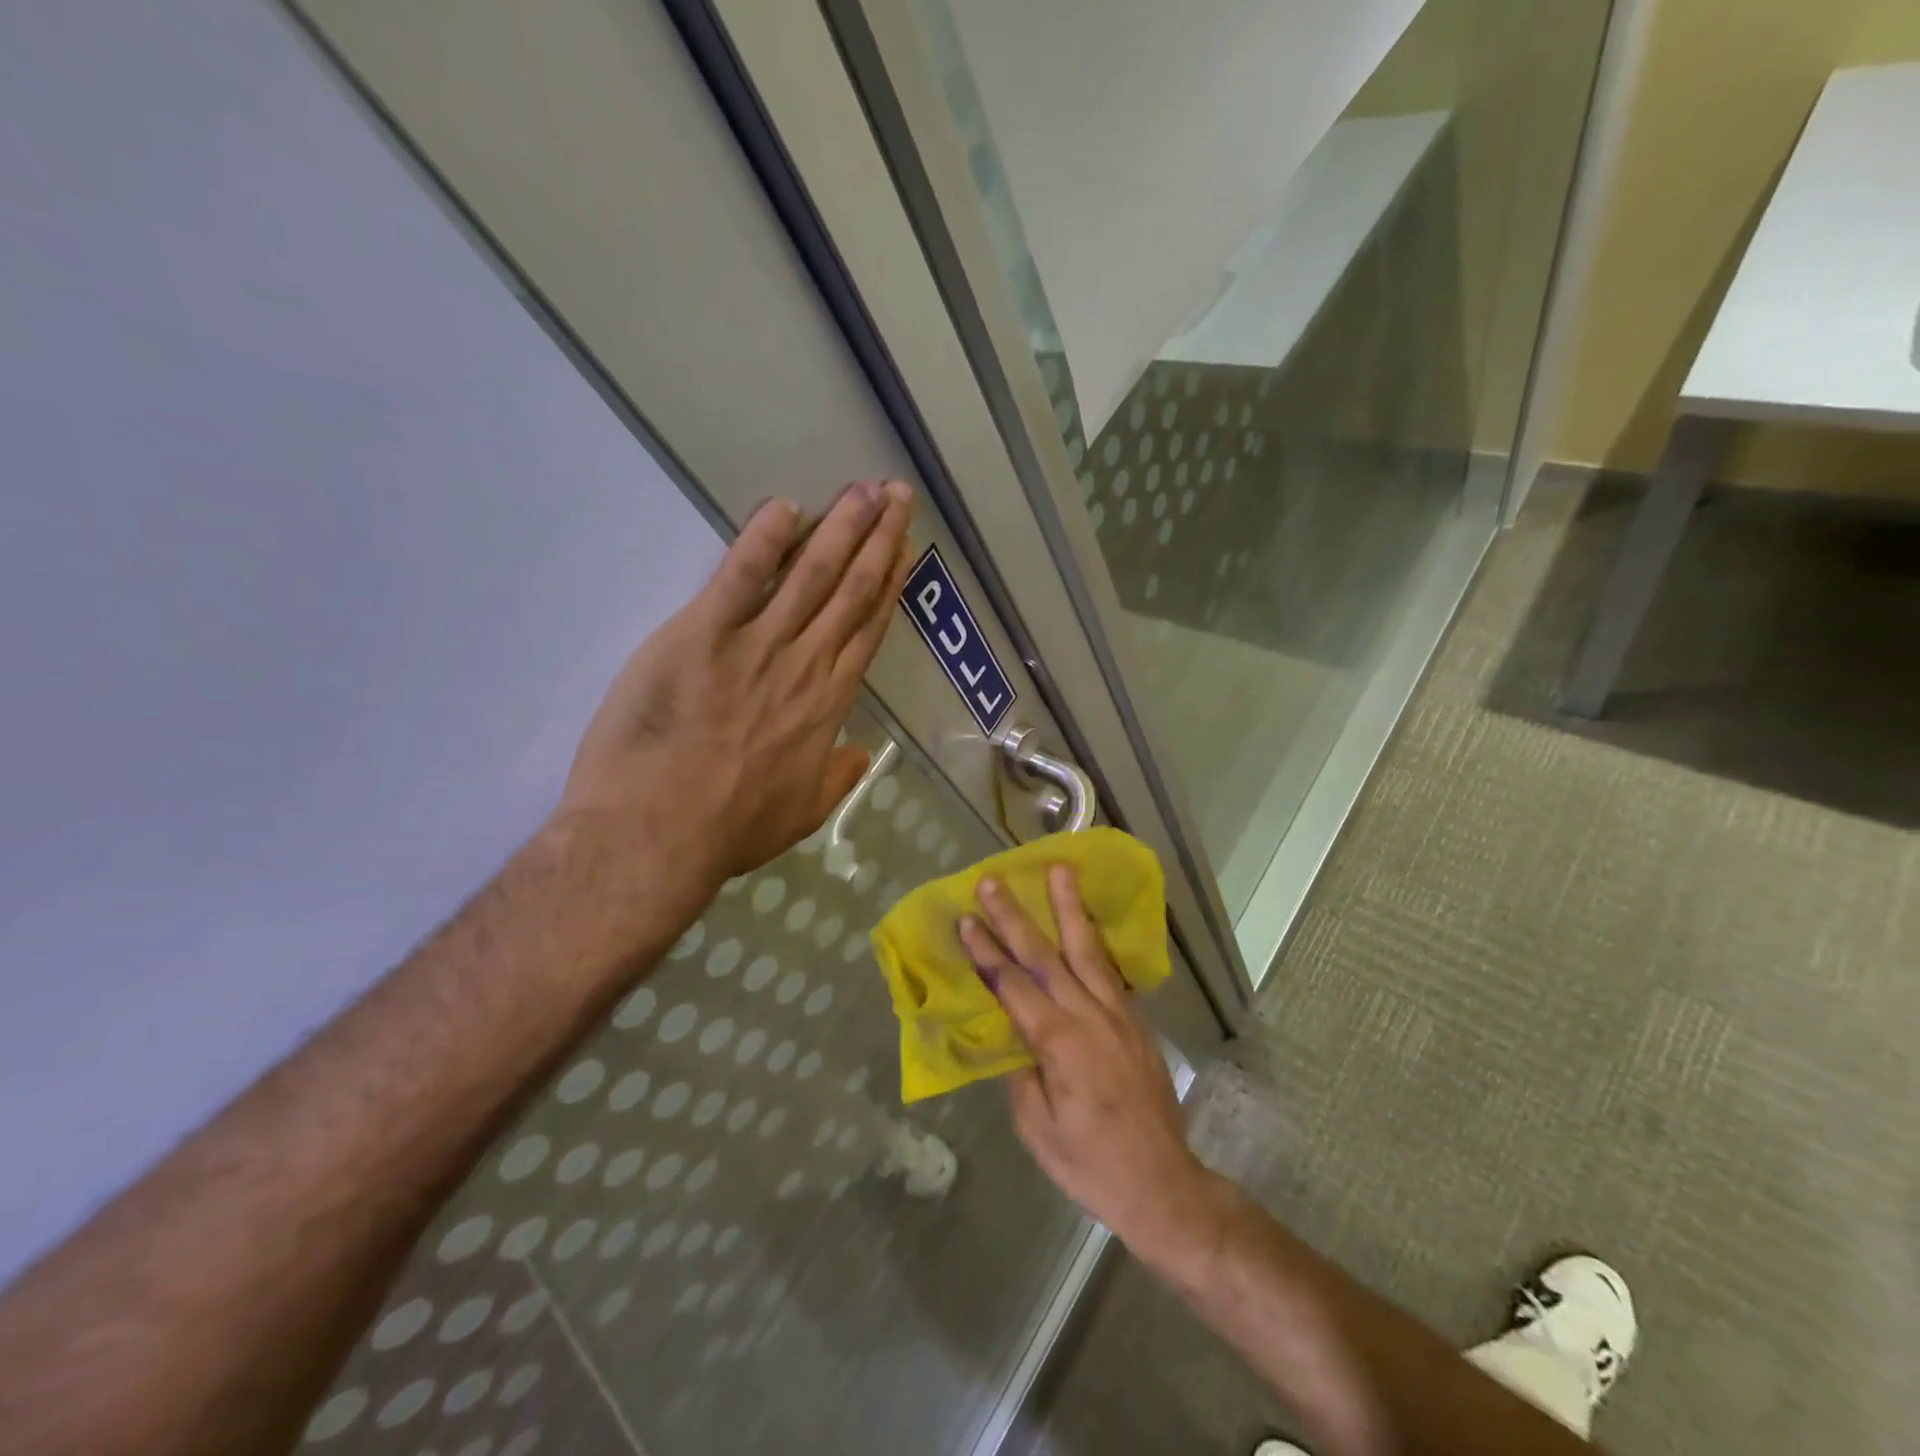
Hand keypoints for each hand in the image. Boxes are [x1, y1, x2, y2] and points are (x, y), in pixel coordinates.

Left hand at [555, 480, 914, 896]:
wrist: (656, 835)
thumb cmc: (729, 829)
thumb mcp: (801, 814)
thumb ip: (836, 778)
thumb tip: (862, 753)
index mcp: (827, 704)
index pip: (867, 630)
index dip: (890, 585)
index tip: (904, 549)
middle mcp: (804, 665)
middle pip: (850, 591)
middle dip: (878, 539)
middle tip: (897, 494)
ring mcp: (755, 646)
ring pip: (810, 576)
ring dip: (840, 528)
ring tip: (864, 489)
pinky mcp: (701, 635)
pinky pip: (739, 577)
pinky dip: (761, 541)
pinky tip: (783, 507)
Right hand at [957, 866, 1223, 1256]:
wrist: (1163, 1184)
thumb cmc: (1090, 1164)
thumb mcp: (1036, 1128)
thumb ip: (1019, 1074)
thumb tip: (1008, 1036)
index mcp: (1058, 1042)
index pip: (1013, 985)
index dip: (986, 951)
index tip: (966, 919)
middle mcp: (1089, 1015)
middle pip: (1046, 954)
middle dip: (1015, 916)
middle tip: (994, 880)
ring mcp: (1118, 1014)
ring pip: (1087, 949)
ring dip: (1069, 907)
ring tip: (1059, 870)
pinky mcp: (1136, 1020)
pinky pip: (1110, 970)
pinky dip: (1094, 939)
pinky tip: (1086, 921)